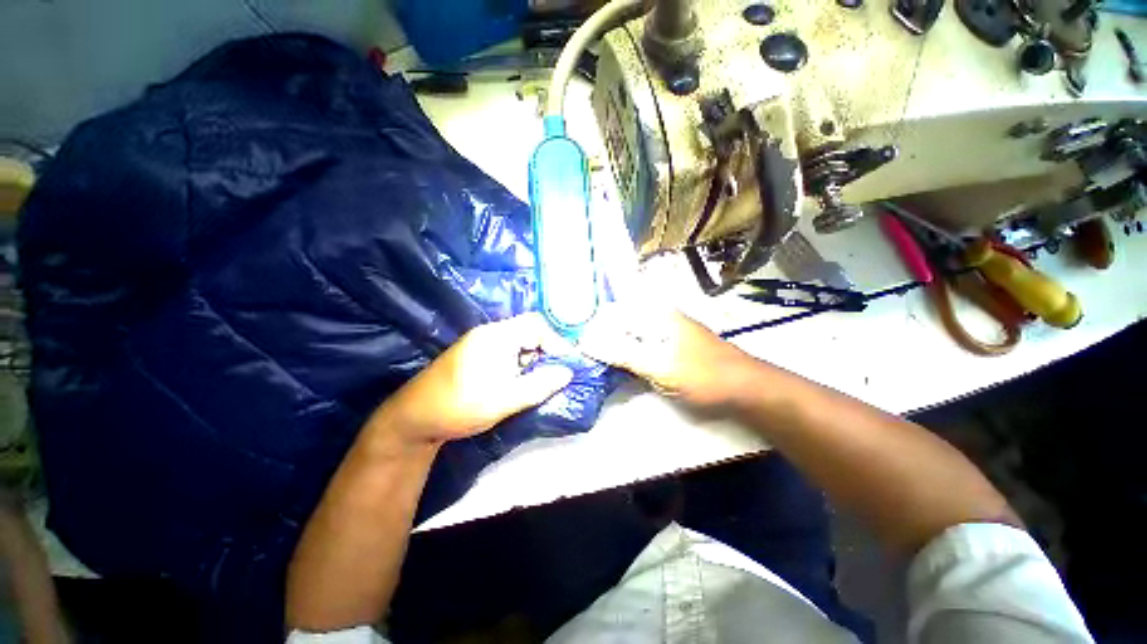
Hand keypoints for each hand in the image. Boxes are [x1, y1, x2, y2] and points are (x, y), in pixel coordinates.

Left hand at [377, 313, 575, 444]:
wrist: (413, 419)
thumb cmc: (459, 407)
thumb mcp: (505, 400)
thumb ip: (539, 385)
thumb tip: (568, 372)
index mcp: (496, 336)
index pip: (537, 326)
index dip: (558, 342)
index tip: (570, 364)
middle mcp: (490, 333)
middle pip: (529, 331)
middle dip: (547, 351)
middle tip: (558, 374)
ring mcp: (482, 343)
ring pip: (520, 343)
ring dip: (534, 359)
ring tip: (541, 381)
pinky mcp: (477, 355)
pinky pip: (508, 352)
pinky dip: (521, 364)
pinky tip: (521, 382)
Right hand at [577, 303, 754, 408]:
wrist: (743, 388)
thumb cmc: (703, 375)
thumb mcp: (659, 366)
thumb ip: (623, 353)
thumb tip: (587, 341)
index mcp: (655, 313)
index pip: (612, 312)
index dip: (592, 327)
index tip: (576, 345)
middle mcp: (657, 316)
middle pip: (618, 321)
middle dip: (599, 336)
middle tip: (582, 355)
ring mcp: (663, 330)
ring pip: (627, 333)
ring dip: (611, 346)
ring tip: (593, 360)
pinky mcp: (666, 345)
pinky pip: (638, 344)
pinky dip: (625, 353)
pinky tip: (617, 365)